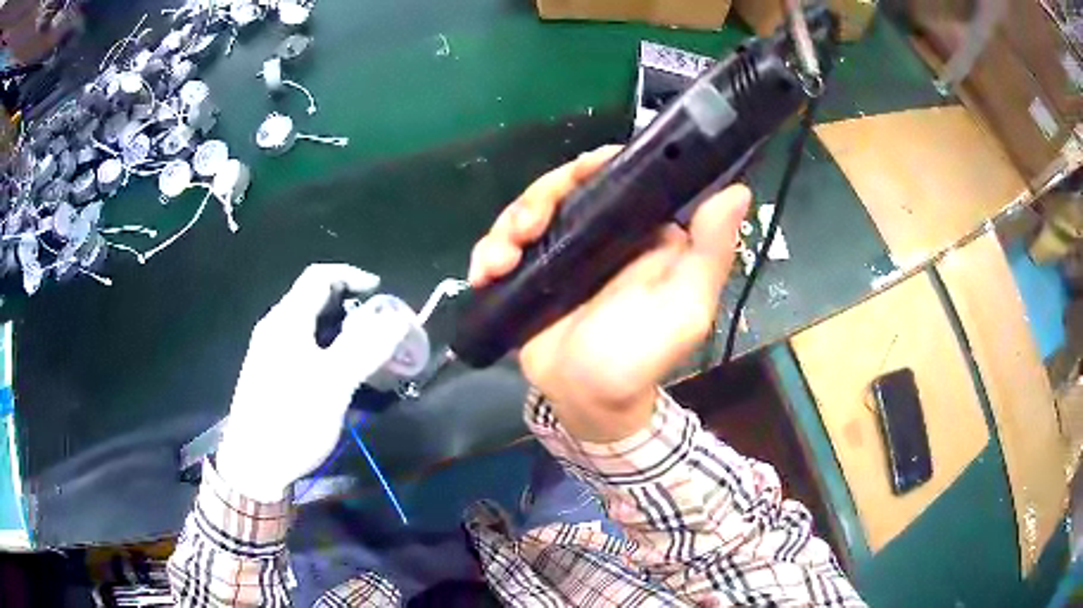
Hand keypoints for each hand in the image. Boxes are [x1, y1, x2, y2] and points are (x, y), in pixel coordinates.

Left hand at [216, 264, 410, 500]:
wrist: (254, 464)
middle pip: (316, 300)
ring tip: (369, 353)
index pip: (320, 276)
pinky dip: (329, 351)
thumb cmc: (291, 420)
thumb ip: (365, 347)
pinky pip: (305, 348)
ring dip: (343, 331)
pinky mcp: (272, 374)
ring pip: (312, 327)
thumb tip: (397, 317)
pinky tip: (342, 376)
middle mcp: (276, 328)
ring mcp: (271, 352)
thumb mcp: (332, 384)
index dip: (352, 275)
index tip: (381, 292)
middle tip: (381, 329)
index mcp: (287, 320)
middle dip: (352, 308)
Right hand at [468, 147, 750, 442]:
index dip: (596, 164)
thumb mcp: (685, 307)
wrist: (586, 402)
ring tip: (500, 260)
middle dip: (538, 198)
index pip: (620, 176)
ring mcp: (563, 249)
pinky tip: (483, 273)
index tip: (577, 174)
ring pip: (529, 210)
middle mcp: (603, 231)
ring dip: (507, 226)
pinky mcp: (530, 270)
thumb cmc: (639, 358)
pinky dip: (488, 251)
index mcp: (643, 231)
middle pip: (565, 186)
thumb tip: (738, 191)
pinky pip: (503, 244)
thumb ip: (711, 253)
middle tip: (525, 228)